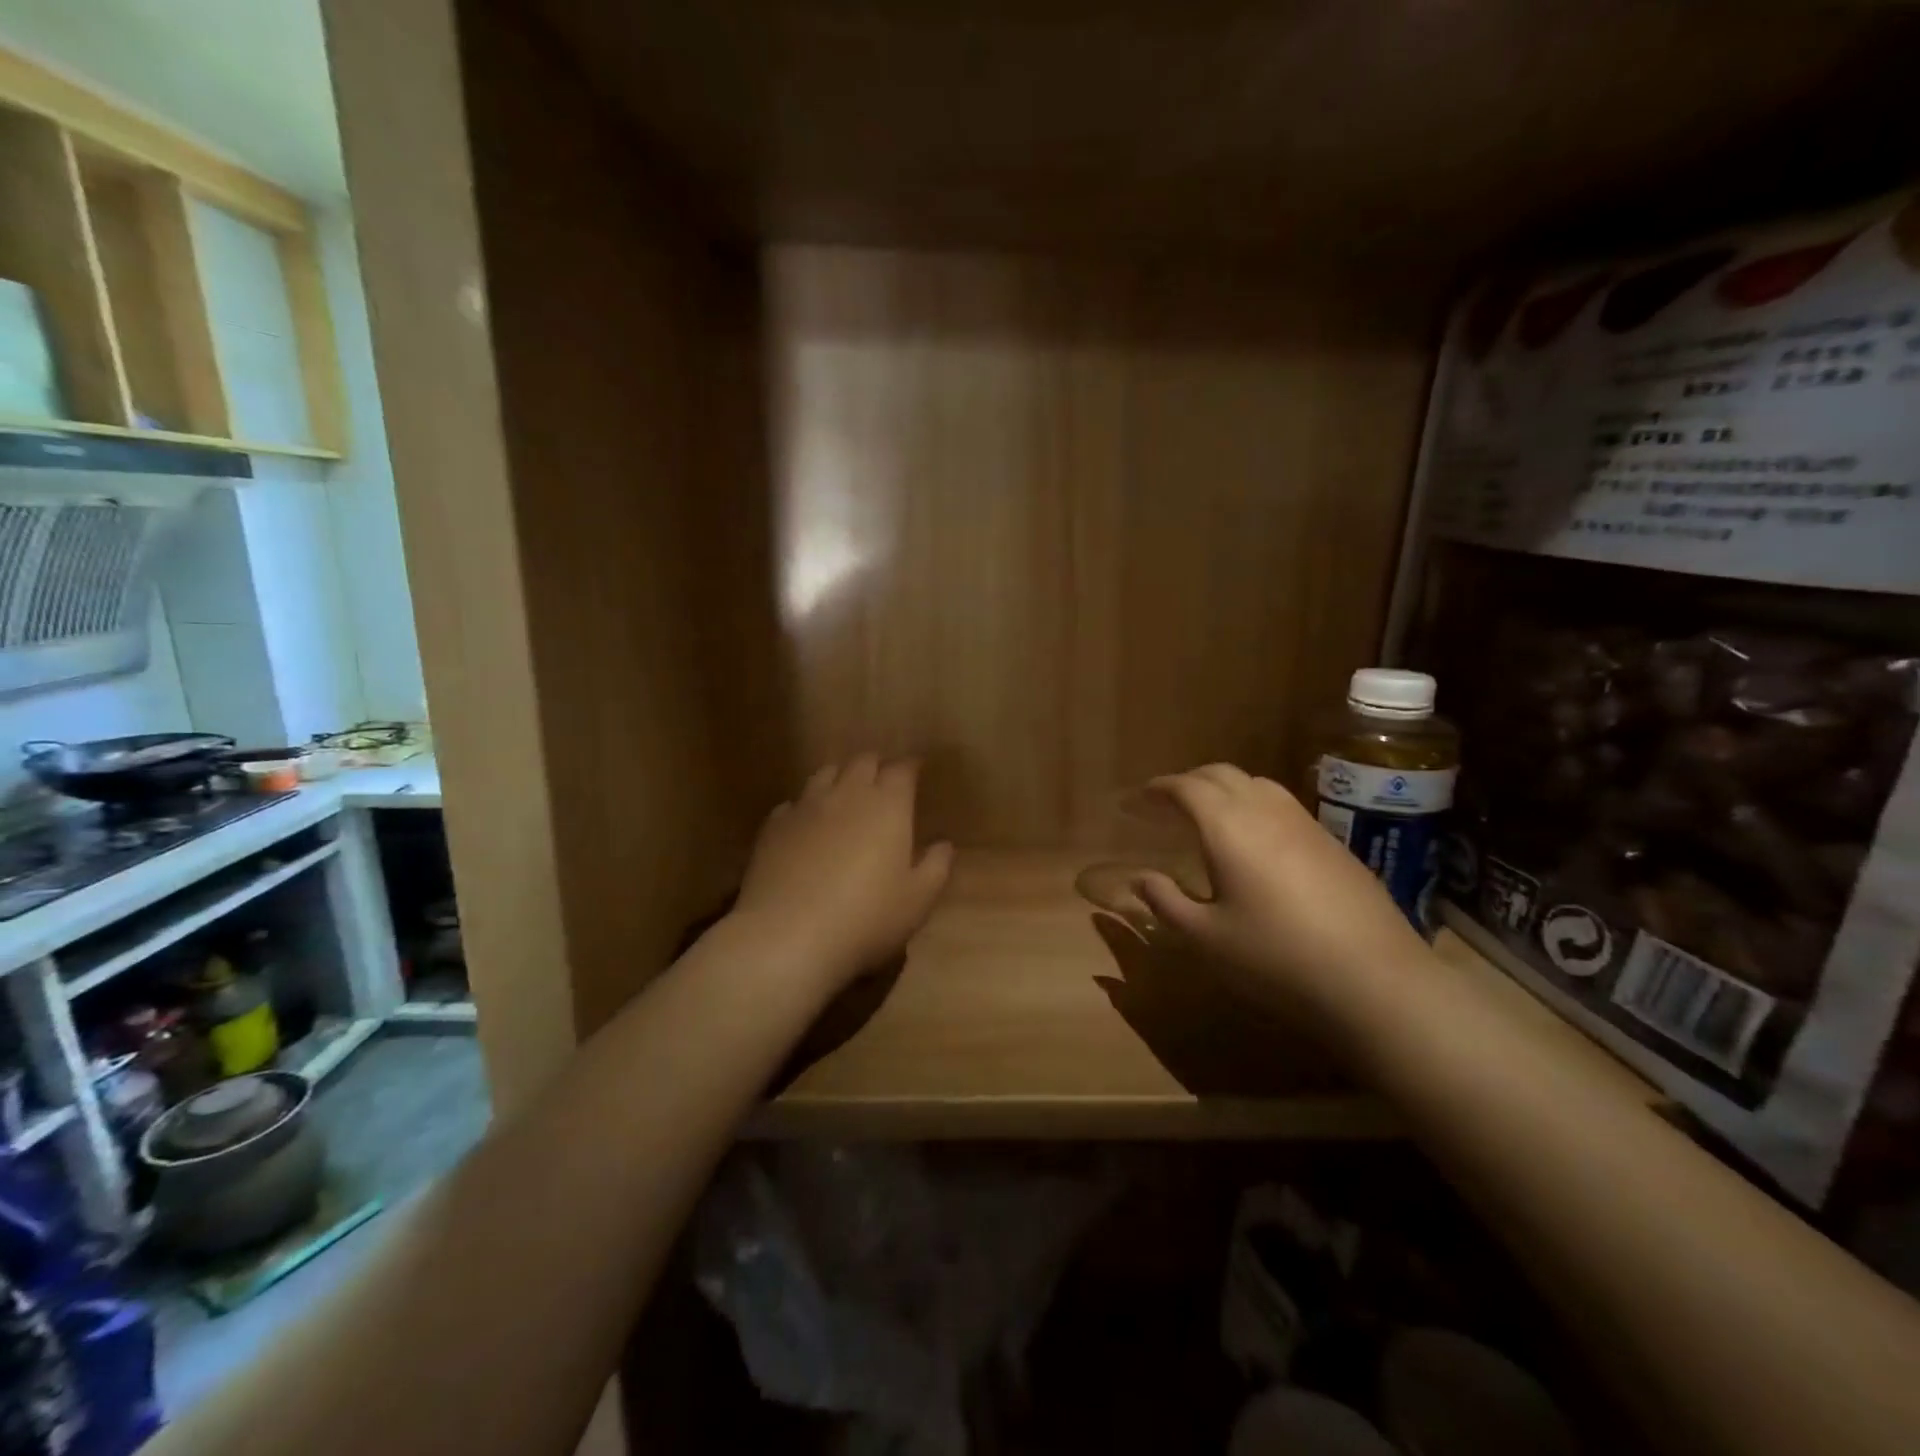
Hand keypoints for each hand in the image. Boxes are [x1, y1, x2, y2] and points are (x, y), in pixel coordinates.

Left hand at [730, 755, 954, 990]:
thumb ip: (936, 867)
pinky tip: (807, 827)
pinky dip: (806, 807)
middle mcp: (847, 794)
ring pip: (825, 773)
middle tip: (884, 783)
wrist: (788, 935)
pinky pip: (793, 803)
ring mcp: (806, 806)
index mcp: (888, 805)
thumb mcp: (917, 900)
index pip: (902, 768)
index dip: (910, 767)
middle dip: (877, 767)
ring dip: (840, 778)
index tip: (917, 773)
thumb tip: (943, 844)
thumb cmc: (866, 918)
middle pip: (863, 761)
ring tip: (845, 796)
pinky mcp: (774, 826)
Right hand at [1131, 764, 1429, 1016]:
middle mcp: (1265, 810)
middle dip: (1189, 781)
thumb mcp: (1207, 938)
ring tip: (1209, 815)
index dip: (1157, 788)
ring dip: (1225, 788)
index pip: (1185, 787)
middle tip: (1167, 803)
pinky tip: (1256, 841)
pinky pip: (1282, 804)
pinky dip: (1255, 805)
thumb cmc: (1276, 957)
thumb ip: (1166, 902)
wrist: (1376, 980)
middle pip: (1221, 774)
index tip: (1137, 799)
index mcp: (1227, 826)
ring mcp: (1305, 823)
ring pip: (1257, 783)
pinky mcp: (1333, 843)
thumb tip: (1139, 879)